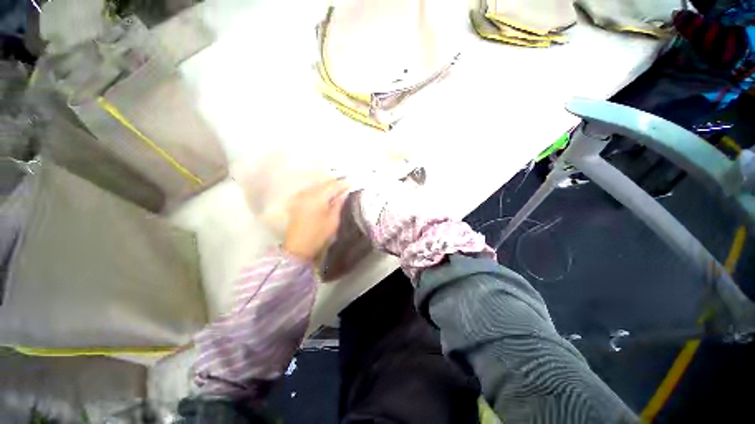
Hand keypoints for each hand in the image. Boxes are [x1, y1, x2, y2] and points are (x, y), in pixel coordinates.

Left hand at [283, 179, 349, 260]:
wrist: (298, 247)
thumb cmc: (319, 235)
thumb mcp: (333, 220)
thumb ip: (338, 204)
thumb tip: (344, 194)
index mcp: (318, 198)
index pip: (333, 186)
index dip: (343, 184)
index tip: (351, 184)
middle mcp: (308, 193)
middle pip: (324, 183)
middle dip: (335, 184)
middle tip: (345, 187)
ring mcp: (301, 196)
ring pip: (317, 186)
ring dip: (327, 186)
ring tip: (336, 190)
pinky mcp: (297, 201)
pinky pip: (311, 190)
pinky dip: (319, 190)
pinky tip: (324, 195)